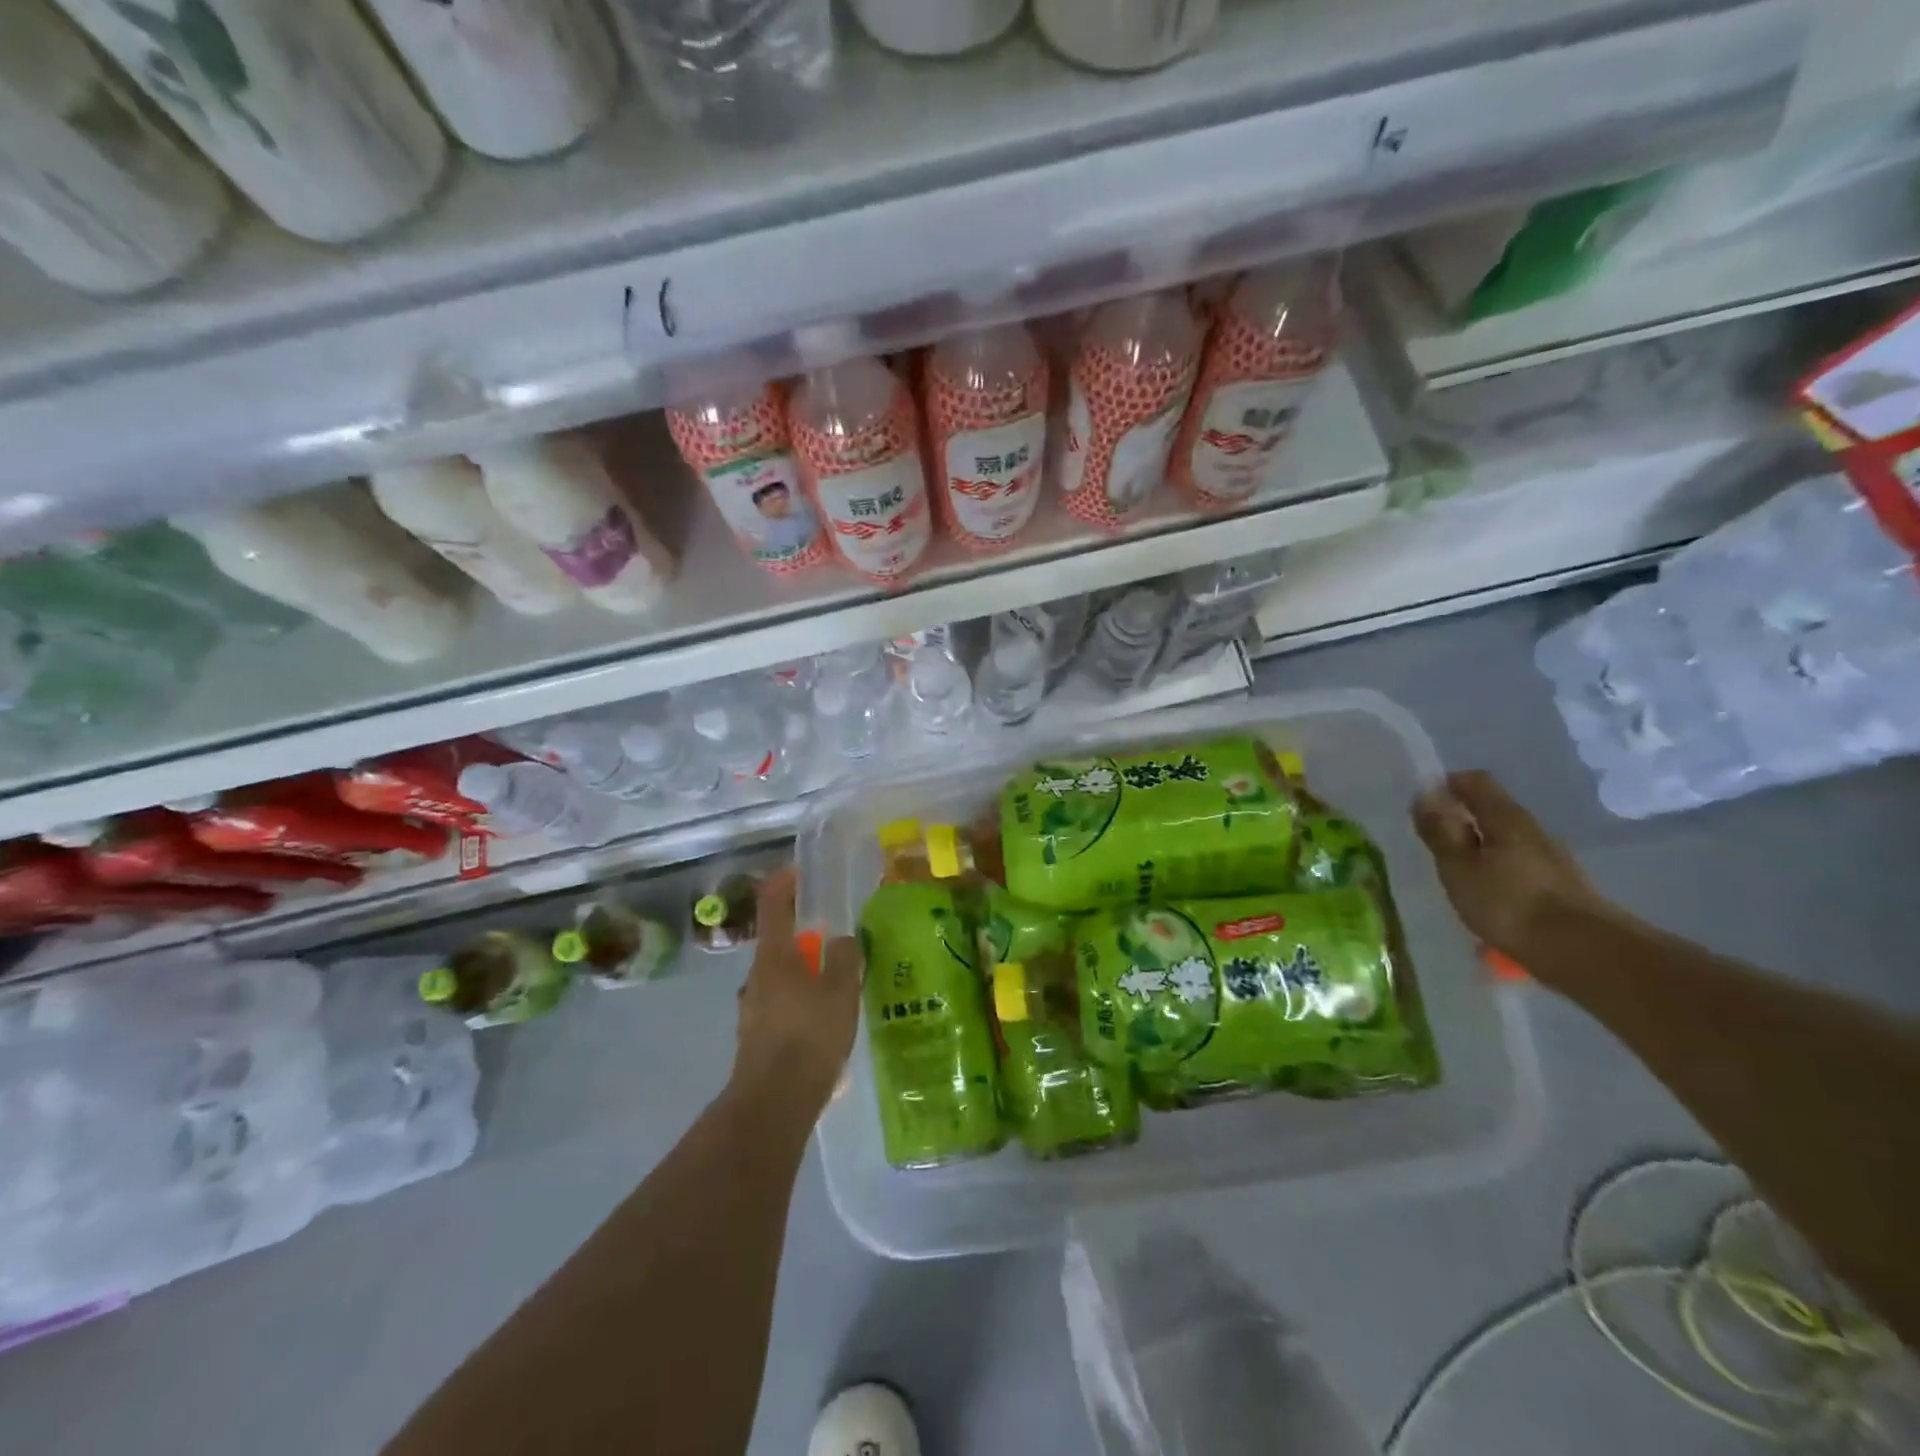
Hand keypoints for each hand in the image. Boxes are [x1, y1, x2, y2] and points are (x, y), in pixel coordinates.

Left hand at [731, 866, 861, 1113]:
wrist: (775, 1100)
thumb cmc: (809, 1033)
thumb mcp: (841, 988)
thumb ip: (844, 956)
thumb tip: (842, 940)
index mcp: (774, 955)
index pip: (773, 903)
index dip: (785, 882)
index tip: (801, 872)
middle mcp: (757, 976)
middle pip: (778, 943)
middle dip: (805, 937)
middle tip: (837, 939)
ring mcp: (753, 1008)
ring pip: (781, 977)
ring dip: (805, 973)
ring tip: (839, 985)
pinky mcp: (757, 1037)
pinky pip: (783, 1007)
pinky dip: (803, 1004)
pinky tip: (827, 1024)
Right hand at [1412, 771, 1606, 958]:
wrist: (1582, 952)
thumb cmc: (1508, 903)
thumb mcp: (1459, 866)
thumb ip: (1440, 831)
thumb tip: (1425, 794)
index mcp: (1506, 818)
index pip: (1475, 781)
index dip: (1448, 784)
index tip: (1425, 803)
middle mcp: (1532, 830)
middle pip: (1493, 811)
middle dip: (1462, 820)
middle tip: (1435, 844)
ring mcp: (1552, 858)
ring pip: (1506, 840)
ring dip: (1480, 849)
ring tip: (1458, 875)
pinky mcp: (1561, 886)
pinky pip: (1519, 866)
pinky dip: (1498, 872)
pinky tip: (1488, 898)